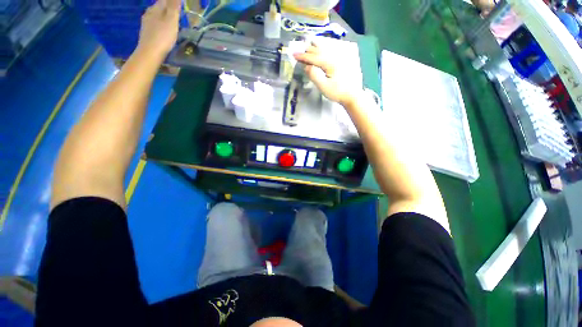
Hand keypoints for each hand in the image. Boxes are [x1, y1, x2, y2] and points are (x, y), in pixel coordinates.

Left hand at [137, 0, 180, 57]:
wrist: (150, 52)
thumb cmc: (163, 36)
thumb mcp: (171, 20)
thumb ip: (173, 6)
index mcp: (155, 8)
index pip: (164, 0)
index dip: (172, 2)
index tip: (179, 5)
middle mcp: (149, 12)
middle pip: (159, 7)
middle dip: (167, 8)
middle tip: (176, 12)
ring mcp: (146, 22)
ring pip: (156, 15)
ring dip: (163, 16)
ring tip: (171, 21)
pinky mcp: (146, 32)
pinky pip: (154, 23)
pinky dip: (160, 24)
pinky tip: (163, 29)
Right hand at [294, 43, 358, 105]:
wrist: (352, 95)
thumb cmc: (337, 92)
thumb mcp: (324, 87)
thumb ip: (314, 75)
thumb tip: (306, 66)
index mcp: (329, 62)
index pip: (313, 57)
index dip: (303, 56)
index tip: (294, 55)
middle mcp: (334, 56)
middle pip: (318, 49)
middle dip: (307, 50)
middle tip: (299, 53)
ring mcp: (339, 56)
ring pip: (325, 47)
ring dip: (315, 47)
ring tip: (308, 48)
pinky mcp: (343, 59)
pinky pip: (330, 49)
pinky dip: (323, 48)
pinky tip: (321, 48)